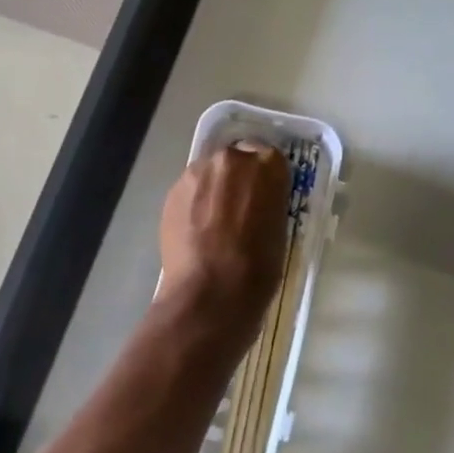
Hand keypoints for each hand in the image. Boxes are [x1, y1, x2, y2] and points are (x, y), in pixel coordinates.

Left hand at [158, 142, 290, 328]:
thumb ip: (269, 204)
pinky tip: (197, 231)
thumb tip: (258, 204)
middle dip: (238, 180)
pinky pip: (190, 191)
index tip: (265, 199)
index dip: (266, 181)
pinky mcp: (173, 191)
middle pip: (237, 160)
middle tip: (240, 210)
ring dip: (214, 189)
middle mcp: (232, 159)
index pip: (270, 160)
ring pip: (210, 173)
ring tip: (214, 223)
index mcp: (267, 165)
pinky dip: (194, 204)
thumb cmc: (258, 268)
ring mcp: (198, 173)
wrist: (210, 293)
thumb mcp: (280, 230)